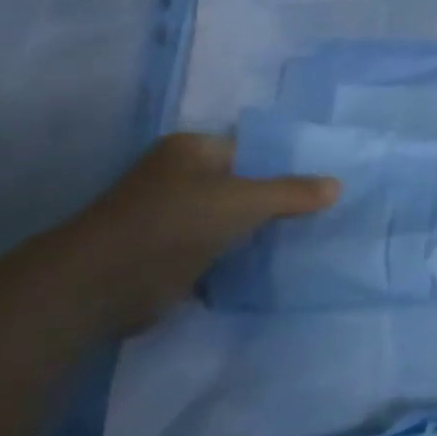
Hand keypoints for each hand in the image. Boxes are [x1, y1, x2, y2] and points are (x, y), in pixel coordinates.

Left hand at [44, 134, 339, 327]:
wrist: (99, 286)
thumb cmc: (173, 224)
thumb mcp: (243, 202)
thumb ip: (291, 193)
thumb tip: (337, 185)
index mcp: (191, 149)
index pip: (251, 149)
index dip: (286, 165)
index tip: (321, 184)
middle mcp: (178, 176)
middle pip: (242, 185)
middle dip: (275, 201)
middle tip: (321, 214)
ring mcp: (169, 217)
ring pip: (229, 219)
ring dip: (256, 232)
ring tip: (306, 239)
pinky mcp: (165, 255)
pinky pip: (215, 249)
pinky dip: (236, 258)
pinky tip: (270, 265)